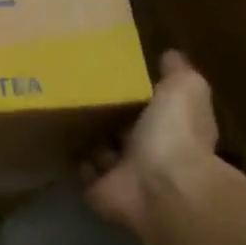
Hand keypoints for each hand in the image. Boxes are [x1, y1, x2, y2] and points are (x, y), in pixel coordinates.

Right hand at [80, 51, 218, 238]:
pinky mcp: (99, 190)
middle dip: (110, 119)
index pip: (155, 109)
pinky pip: (86, 173)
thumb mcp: (183, 89)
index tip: (117, 78)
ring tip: (66, 118)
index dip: (140, 96)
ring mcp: (124, 174)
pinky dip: (77, 163)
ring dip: (91, 141)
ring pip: (104, 153)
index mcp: (173, 127)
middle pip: (127, 132)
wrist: (158, 184)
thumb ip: (176, 72)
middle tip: (82, 96)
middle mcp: (150, 151)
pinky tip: (61, 144)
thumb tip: (170, 54)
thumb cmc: (175, 133)